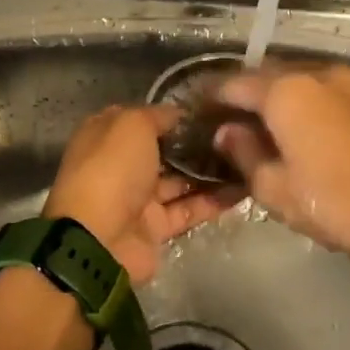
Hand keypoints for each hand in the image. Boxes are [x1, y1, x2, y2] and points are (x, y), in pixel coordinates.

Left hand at [43, 105, 239, 284]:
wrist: (99, 240)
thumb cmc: (112, 170)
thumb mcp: (132, 124)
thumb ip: (158, 115)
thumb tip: (180, 115)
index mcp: (106, 136)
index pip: (143, 119)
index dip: (173, 114)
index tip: (211, 110)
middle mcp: (121, 166)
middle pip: (164, 151)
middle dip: (197, 143)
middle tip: (239, 133)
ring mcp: (138, 199)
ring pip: (180, 181)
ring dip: (211, 172)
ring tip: (249, 158)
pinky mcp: (156, 228)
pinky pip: (189, 210)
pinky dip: (215, 201)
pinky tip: (246, 188)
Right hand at [214, 63, 349, 257]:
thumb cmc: (333, 203)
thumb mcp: (274, 188)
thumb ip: (243, 152)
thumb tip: (228, 131)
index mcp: (287, 92)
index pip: (235, 84)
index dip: (212, 97)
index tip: (199, 113)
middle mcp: (318, 73)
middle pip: (268, 74)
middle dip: (246, 93)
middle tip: (230, 119)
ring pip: (301, 78)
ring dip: (279, 95)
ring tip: (267, 124)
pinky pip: (328, 89)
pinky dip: (309, 100)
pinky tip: (306, 127)